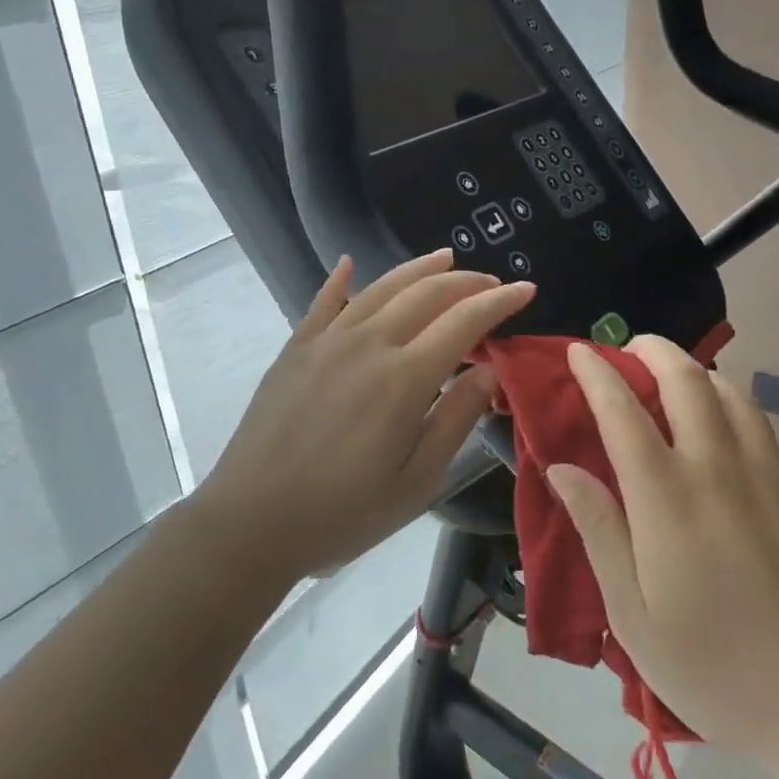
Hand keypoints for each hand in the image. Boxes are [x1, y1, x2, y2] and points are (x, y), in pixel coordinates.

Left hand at [194, 251, 533, 583]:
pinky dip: (340, 279)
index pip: (463, 322)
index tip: (525, 290)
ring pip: (380, 288)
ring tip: (444, 258)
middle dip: (465, 282)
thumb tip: (489, 370)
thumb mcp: (417, 480)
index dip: (498, 302)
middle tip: (490, 282)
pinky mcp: (295, 349)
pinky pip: (322, 302)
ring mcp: (326, 341)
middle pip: (425, 294)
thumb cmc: (343, 512)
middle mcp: (368, 344)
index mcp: (405, 378)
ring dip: (417, 269)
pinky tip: (349, 264)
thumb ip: (456, 419)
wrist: (252, 520)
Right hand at [546, 336, 778, 778]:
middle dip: (652, 350)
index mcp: (666, 496)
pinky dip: (731, 400)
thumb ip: (598, 529)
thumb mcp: (632, 614)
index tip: (577, 352)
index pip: (623, 410)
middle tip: (627, 349)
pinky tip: (723, 420)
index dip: (596, 373)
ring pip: (731, 392)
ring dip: (695, 369)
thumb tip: (561, 467)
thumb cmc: (717, 668)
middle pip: (685, 380)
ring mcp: (767, 475)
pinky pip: (760, 422)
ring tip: (671, 377)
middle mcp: (718, 467)